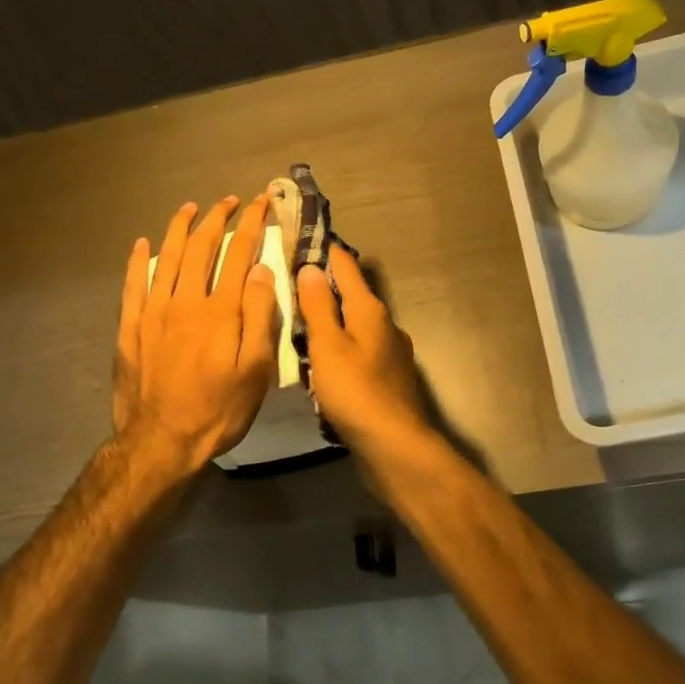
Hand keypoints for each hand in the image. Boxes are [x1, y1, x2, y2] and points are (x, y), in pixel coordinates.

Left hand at [114, 195, 279, 473]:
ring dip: (178, 229)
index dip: (251, 224)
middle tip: (229, 201)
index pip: (238, 254)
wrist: (161, 442)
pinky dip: (138, 260)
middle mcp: (185, 301)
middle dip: (217, 218)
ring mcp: (153, 313)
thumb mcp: (255, 370)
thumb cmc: (219, 410)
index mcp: (220, 311)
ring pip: (166, 258)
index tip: (260, 203)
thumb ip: (259, 316)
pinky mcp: (130, 328)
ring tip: (189, 208)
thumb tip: (261, 270)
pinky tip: (142, 244)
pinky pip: (133, 284)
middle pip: (200, 248)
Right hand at [295, 251, 431, 456]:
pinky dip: (340, 350)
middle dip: (325, 288)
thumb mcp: (328, 345)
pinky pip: (359, 353)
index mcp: (370, 310)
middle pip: (352, 296)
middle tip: (291, 284)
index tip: (301, 239)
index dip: (324, 251)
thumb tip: (311, 266)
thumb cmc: (355, 391)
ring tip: (300, 324)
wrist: (393, 444)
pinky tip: (323, 365)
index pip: (345, 267)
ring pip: (355, 326)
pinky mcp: (388, 379)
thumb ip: (318, 306)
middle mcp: (385, 325)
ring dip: (332, 321)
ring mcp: (390, 353)